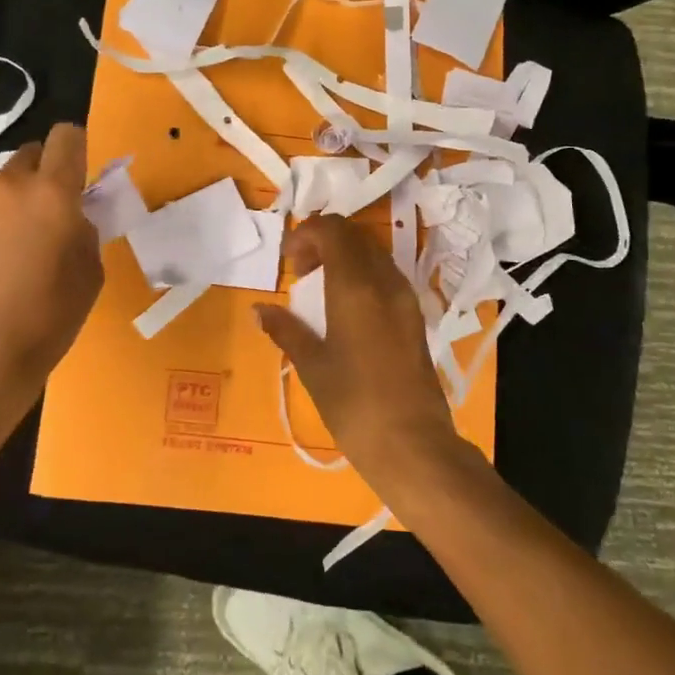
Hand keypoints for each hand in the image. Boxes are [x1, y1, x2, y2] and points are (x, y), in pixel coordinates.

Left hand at [0, 123, 103, 433]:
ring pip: (2, 186)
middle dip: (46, 175)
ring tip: (18, 249)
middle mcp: (7, 187)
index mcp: (51, 192)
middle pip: (31, 155)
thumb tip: (72, 216)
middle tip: (52, 217)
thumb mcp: (90, 271)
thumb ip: (84, 228)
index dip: (77, 149)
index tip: (81, 178)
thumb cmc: (49, 317)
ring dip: (16, 203)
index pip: (66, 136)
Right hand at [253, 216, 463, 492]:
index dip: (306, 234)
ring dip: (345, 257)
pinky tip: (346, 310)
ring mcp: (405, 297)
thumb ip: (286, 330)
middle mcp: (385, 281)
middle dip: (324, 242)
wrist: (413, 444)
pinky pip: (386, 275)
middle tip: (302, 272)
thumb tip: (259, 310)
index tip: (290, 262)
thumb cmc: (354, 404)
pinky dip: (362, 275)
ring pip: (373, 253)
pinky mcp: (415, 316)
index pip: (333, 230)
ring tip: (321, 291)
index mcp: (356, 285)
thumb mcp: (312, 366)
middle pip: (355, 235)